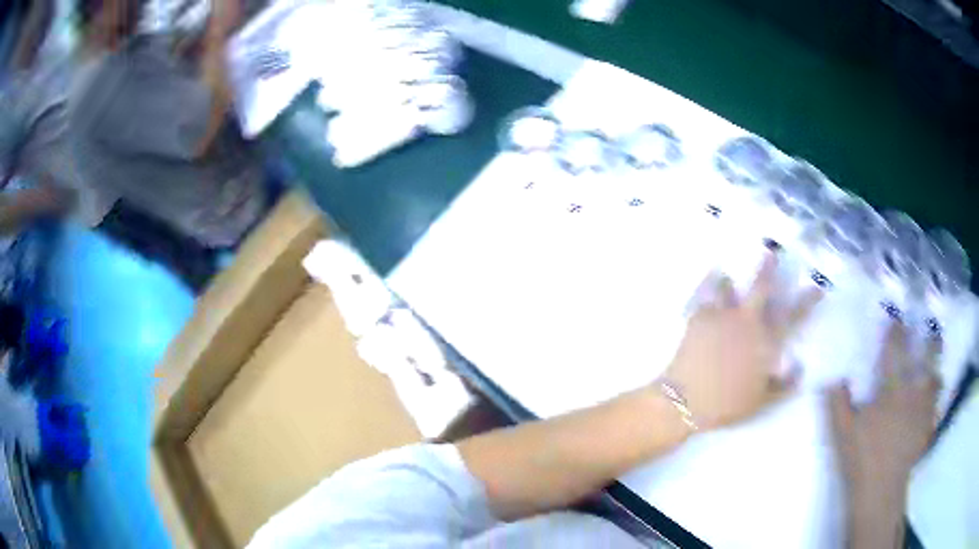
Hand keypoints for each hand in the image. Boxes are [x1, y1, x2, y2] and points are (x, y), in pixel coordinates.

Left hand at [663, 253, 821, 429]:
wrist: (686, 400)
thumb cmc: (727, 405)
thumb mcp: (762, 401)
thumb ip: (784, 385)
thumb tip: (800, 369)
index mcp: (766, 343)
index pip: (794, 317)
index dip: (808, 300)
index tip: (818, 286)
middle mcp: (748, 322)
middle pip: (761, 288)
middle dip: (768, 269)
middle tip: (771, 252)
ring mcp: (723, 316)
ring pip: (729, 287)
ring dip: (730, 278)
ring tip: (725, 271)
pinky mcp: (699, 317)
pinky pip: (705, 295)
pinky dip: (707, 285)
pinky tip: (706, 280)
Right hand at [828, 322, 940, 502]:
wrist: (880, 488)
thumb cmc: (861, 458)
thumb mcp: (842, 433)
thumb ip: (838, 404)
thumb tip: (833, 379)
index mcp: (891, 390)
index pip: (894, 352)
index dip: (895, 334)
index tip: (896, 321)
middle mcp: (912, 392)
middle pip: (924, 358)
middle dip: (927, 341)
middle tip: (929, 330)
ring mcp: (922, 409)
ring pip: (935, 378)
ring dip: (936, 366)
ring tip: (936, 358)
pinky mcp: (927, 426)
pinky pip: (936, 404)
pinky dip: (936, 397)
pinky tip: (935, 396)